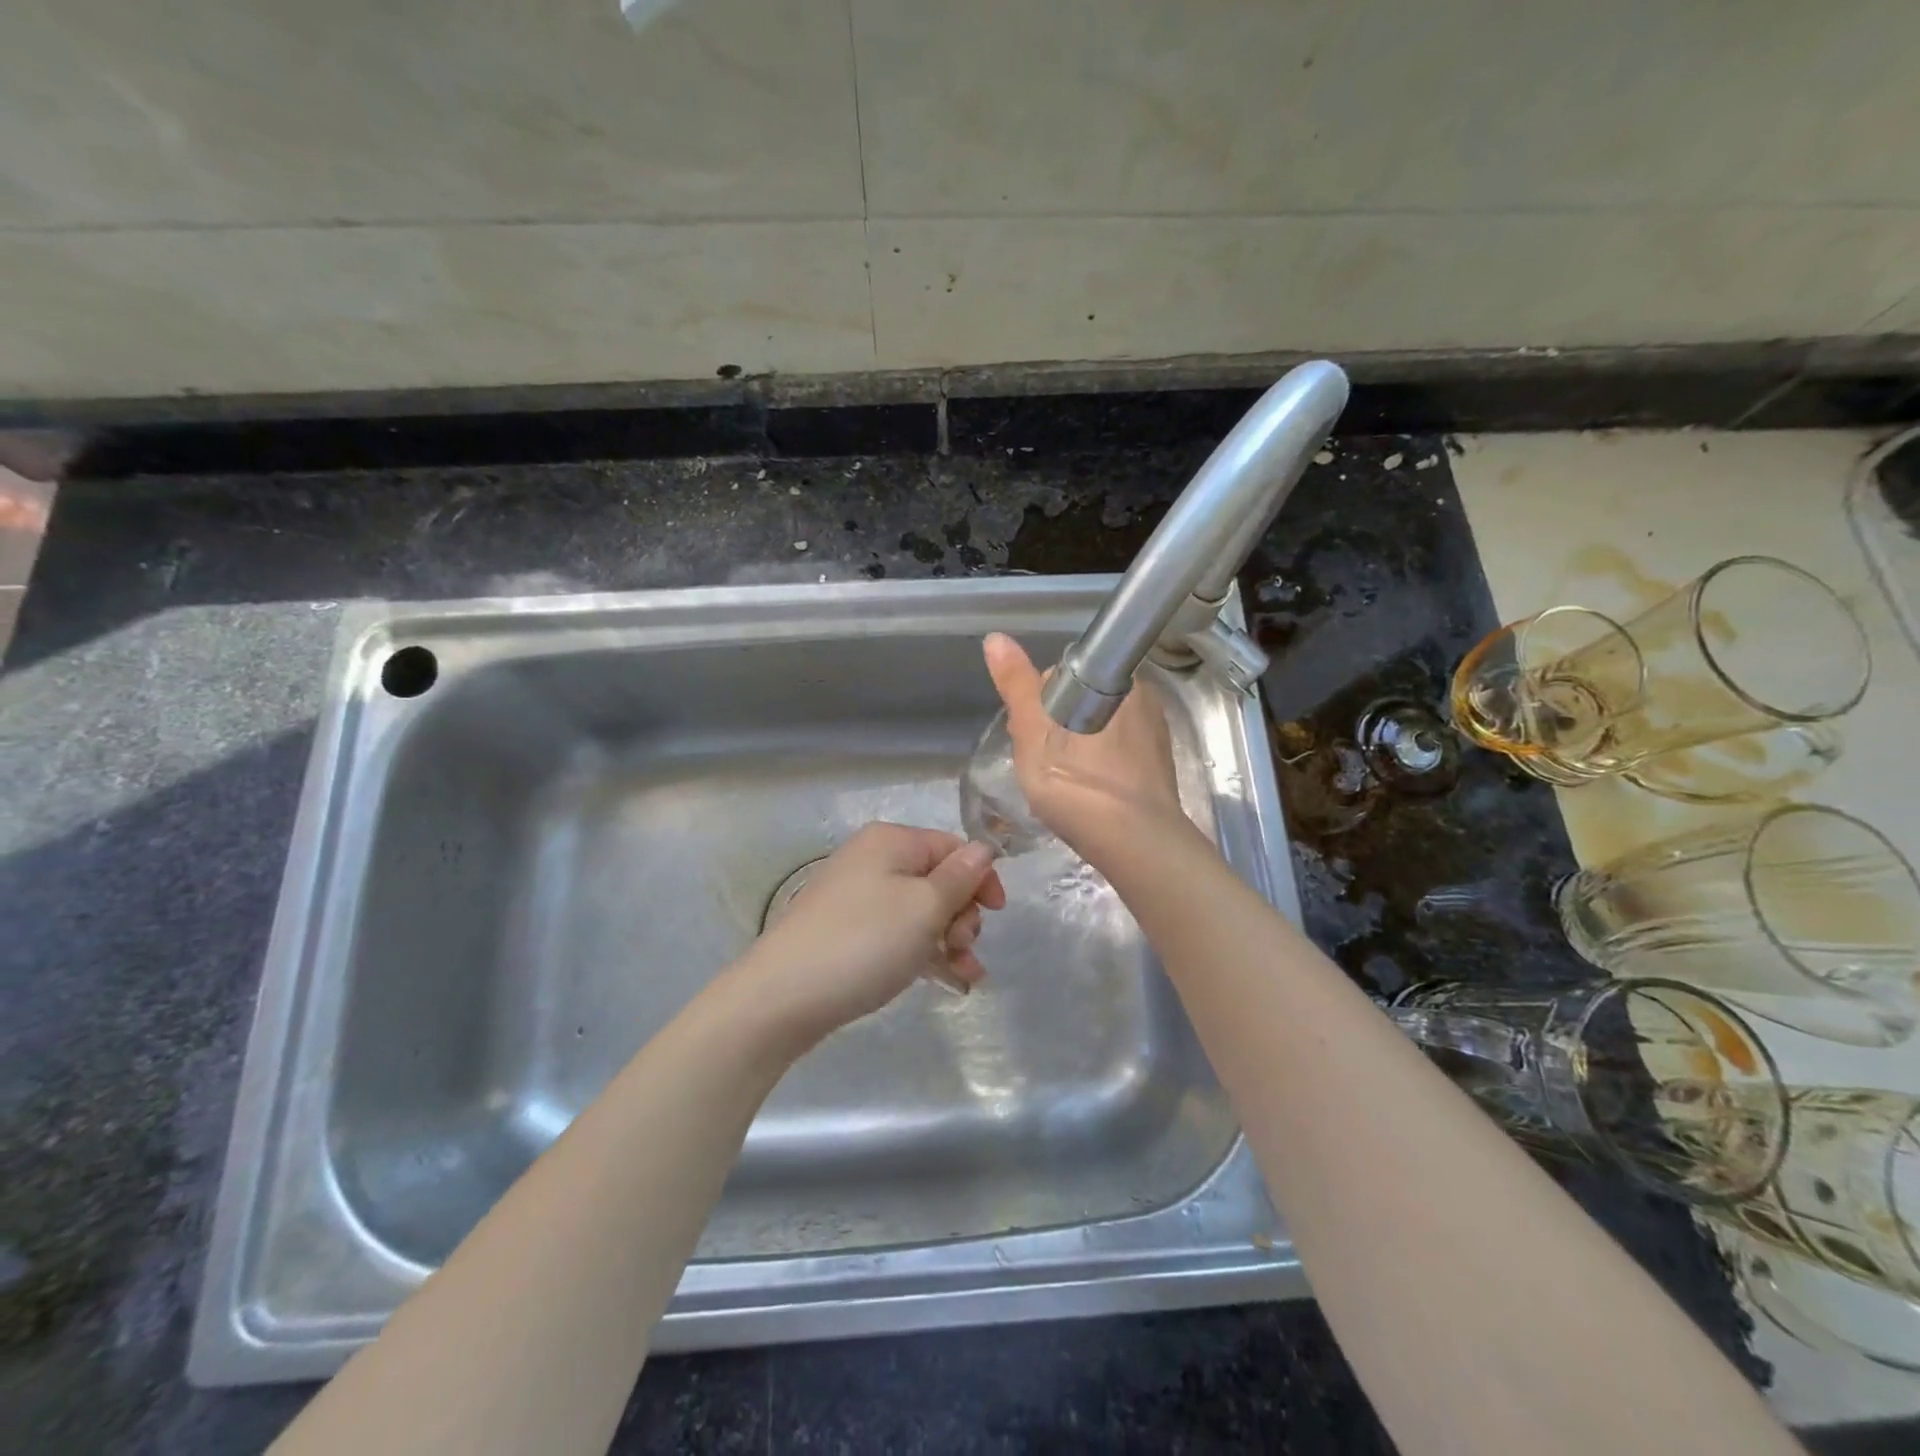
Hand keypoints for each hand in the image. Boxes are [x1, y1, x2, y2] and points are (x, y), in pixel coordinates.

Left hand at [737, 822, 1005, 1047]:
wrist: (781, 997)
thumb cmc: (864, 942)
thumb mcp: (924, 908)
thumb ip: (960, 877)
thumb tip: (984, 849)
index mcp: (891, 842)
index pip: (952, 846)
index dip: (980, 877)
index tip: (997, 914)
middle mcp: (873, 861)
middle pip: (937, 878)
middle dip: (962, 913)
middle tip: (962, 946)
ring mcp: (857, 899)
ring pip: (920, 911)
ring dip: (950, 939)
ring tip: (964, 974)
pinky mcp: (848, 933)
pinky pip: (898, 934)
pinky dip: (924, 952)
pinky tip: (949, 981)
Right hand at [982, 633, 1189, 859]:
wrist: (1134, 845)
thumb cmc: (1078, 782)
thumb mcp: (1034, 730)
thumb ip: (1016, 684)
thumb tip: (996, 638)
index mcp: (1120, 681)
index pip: (1066, 674)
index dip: (1040, 700)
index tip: (1027, 730)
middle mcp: (1144, 701)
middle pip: (1081, 702)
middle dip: (1055, 726)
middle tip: (1038, 762)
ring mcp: (1155, 737)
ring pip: (1098, 731)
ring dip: (1075, 749)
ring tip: (1058, 784)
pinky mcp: (1157, 771)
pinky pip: (1115, 758)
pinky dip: (1096, 769)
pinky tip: (1083, 794)